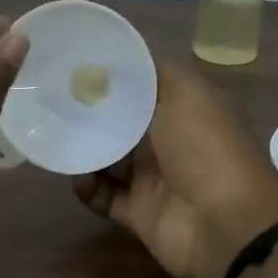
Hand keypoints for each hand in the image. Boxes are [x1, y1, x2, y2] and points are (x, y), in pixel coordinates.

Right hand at [75, 56, 277, 277]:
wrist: (224, 223)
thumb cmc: (205, 146)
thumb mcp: (186, 91)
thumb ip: (153, 71)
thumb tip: (121, 54)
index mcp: (185, 107)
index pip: (144, 85)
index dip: (114, 74)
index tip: (76, 62)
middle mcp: (170, 140)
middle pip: (121, 121)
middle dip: (91, 112)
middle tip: (54, 100)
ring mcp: (154, 178)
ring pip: (108, 159)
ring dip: (84, 149)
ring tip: (56, 136)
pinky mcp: (139, 212)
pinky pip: (104, 197)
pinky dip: (88, 189)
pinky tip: (76, 177)